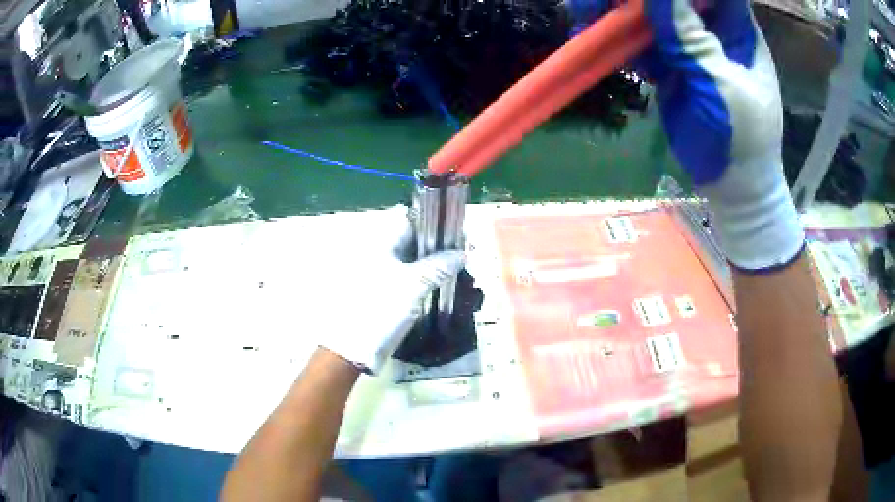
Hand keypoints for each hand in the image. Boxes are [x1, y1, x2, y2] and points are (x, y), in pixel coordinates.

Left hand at [313, 206, 464, 373]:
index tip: (457, 234)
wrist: (353, 347)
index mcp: (380, 243)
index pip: (411, 220)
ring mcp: (378, 272)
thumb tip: (461, 253)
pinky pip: (406, 277)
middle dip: (437, 245)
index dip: (435, 223)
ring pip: (411, 260)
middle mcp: (377, 252)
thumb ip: (439, 266)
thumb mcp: (413, 285)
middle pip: (412, 240)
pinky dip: (422, 278)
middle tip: (462, 255)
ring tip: (455, 270)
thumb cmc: (381, 309)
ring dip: (432, 263)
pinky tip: (439, 286)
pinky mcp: (381, 290)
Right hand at [568, 0, 803, 270]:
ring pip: (646, 12)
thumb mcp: (722, 86)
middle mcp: (709, 26)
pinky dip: (617, 40)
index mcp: (734, 27)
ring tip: (584, 18)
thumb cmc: (744, 138)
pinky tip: (596, 43)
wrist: (734, 185)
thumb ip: (693, 40)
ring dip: (615, 13)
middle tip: (602, 4)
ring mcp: (686, 43)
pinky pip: (637, 40)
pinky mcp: (668, 63)